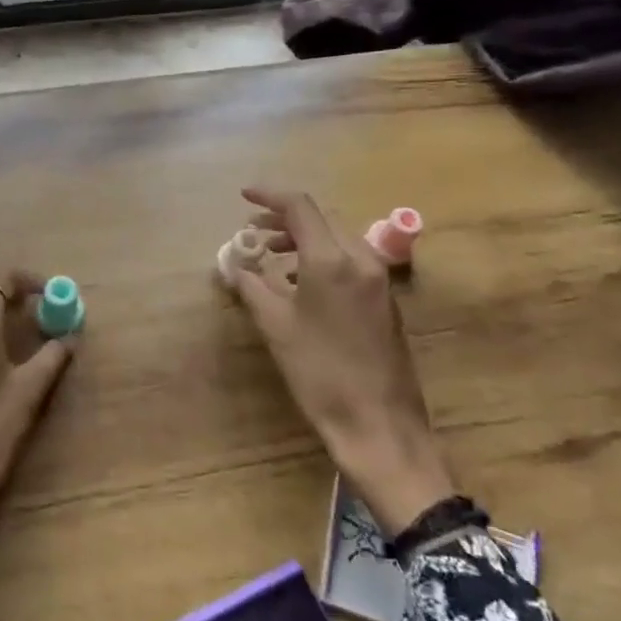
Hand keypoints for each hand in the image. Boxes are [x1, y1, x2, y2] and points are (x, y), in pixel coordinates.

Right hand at [236, 187, 457, 533]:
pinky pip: (350, 261)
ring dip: (303, 239)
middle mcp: (361, 258)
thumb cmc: (320, 372)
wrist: (379, 424)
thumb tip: (235, 266)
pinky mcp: (384, 300)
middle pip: (321, 219)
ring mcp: (378, 279)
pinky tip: (300, 283)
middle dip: (284, 219)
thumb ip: (252, 286)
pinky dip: (321, 258)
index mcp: (332, 259)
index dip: (269, 195)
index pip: (300, 206)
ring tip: (271, 256)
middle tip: (253, 233)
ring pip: (337, 239)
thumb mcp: (276, 327)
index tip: (243, 196)